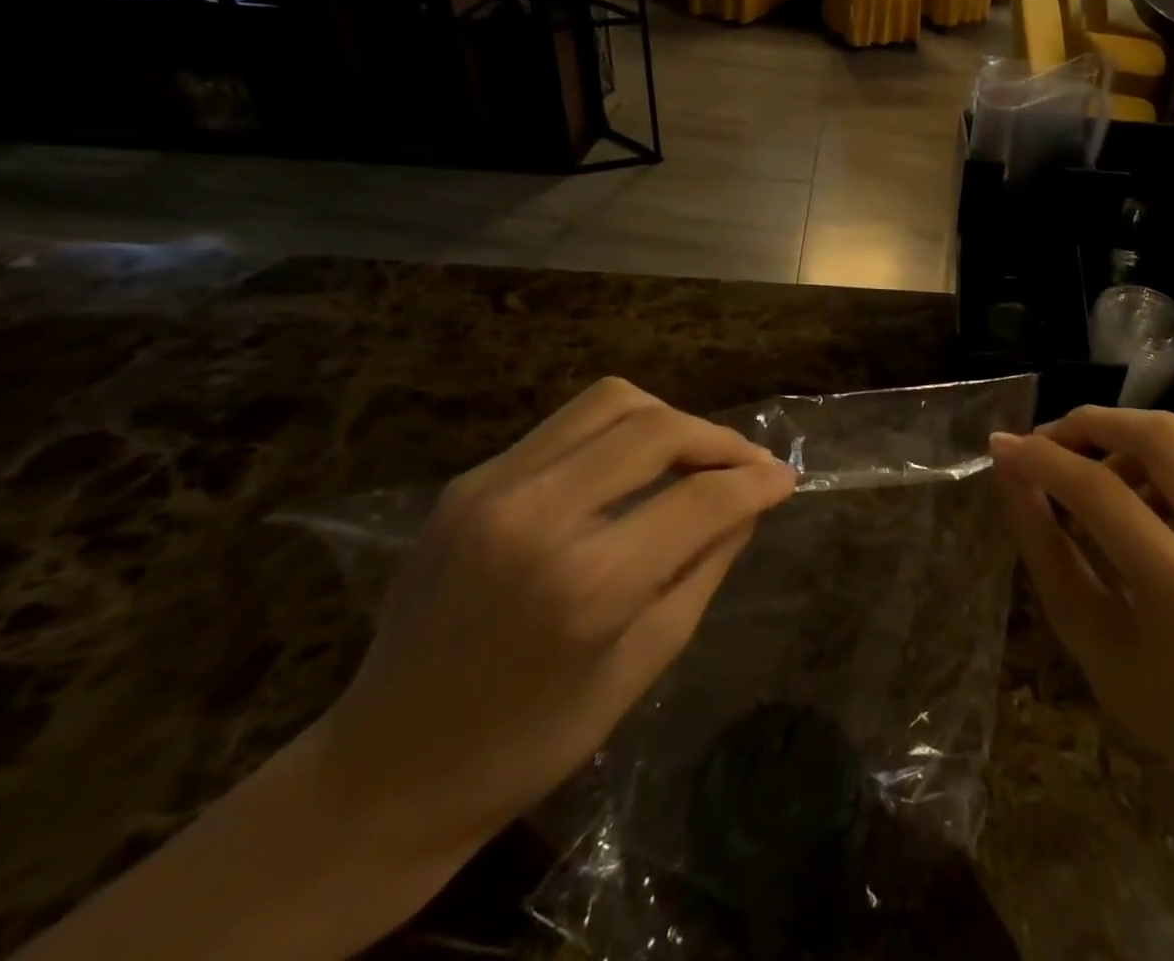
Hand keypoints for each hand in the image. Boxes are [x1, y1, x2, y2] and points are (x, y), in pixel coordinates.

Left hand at [307, 377, 795, 862]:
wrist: (386, 770)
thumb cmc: (532, 741)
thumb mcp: (645, 662)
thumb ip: (706, 565)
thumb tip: (750, 500)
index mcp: (587, 584)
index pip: (700, 498)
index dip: (756, 481)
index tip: (786, 477)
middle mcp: (537, 515)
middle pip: (656, 427)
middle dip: (719, 439)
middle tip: (748, 464)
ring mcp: (493, 487)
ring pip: (610, 402)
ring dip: (669, 420)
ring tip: (693, 457)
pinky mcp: (470, 480)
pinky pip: (567, 425)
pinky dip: (619, 433)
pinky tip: (633, 469)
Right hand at [988, 407, 1173, 784]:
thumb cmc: (1153, 699)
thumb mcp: (1082, 629)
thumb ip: (1042, 542)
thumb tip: (1008, 467)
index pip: (1104, 494)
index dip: (1045, 461)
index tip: (1003, 448)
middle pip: (1160, 436)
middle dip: (1091, 422)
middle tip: (1045, 442)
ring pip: (1171, 445)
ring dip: (1113, 447)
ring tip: (1081, 491)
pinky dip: (1140, 472)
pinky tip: (1125, 514)